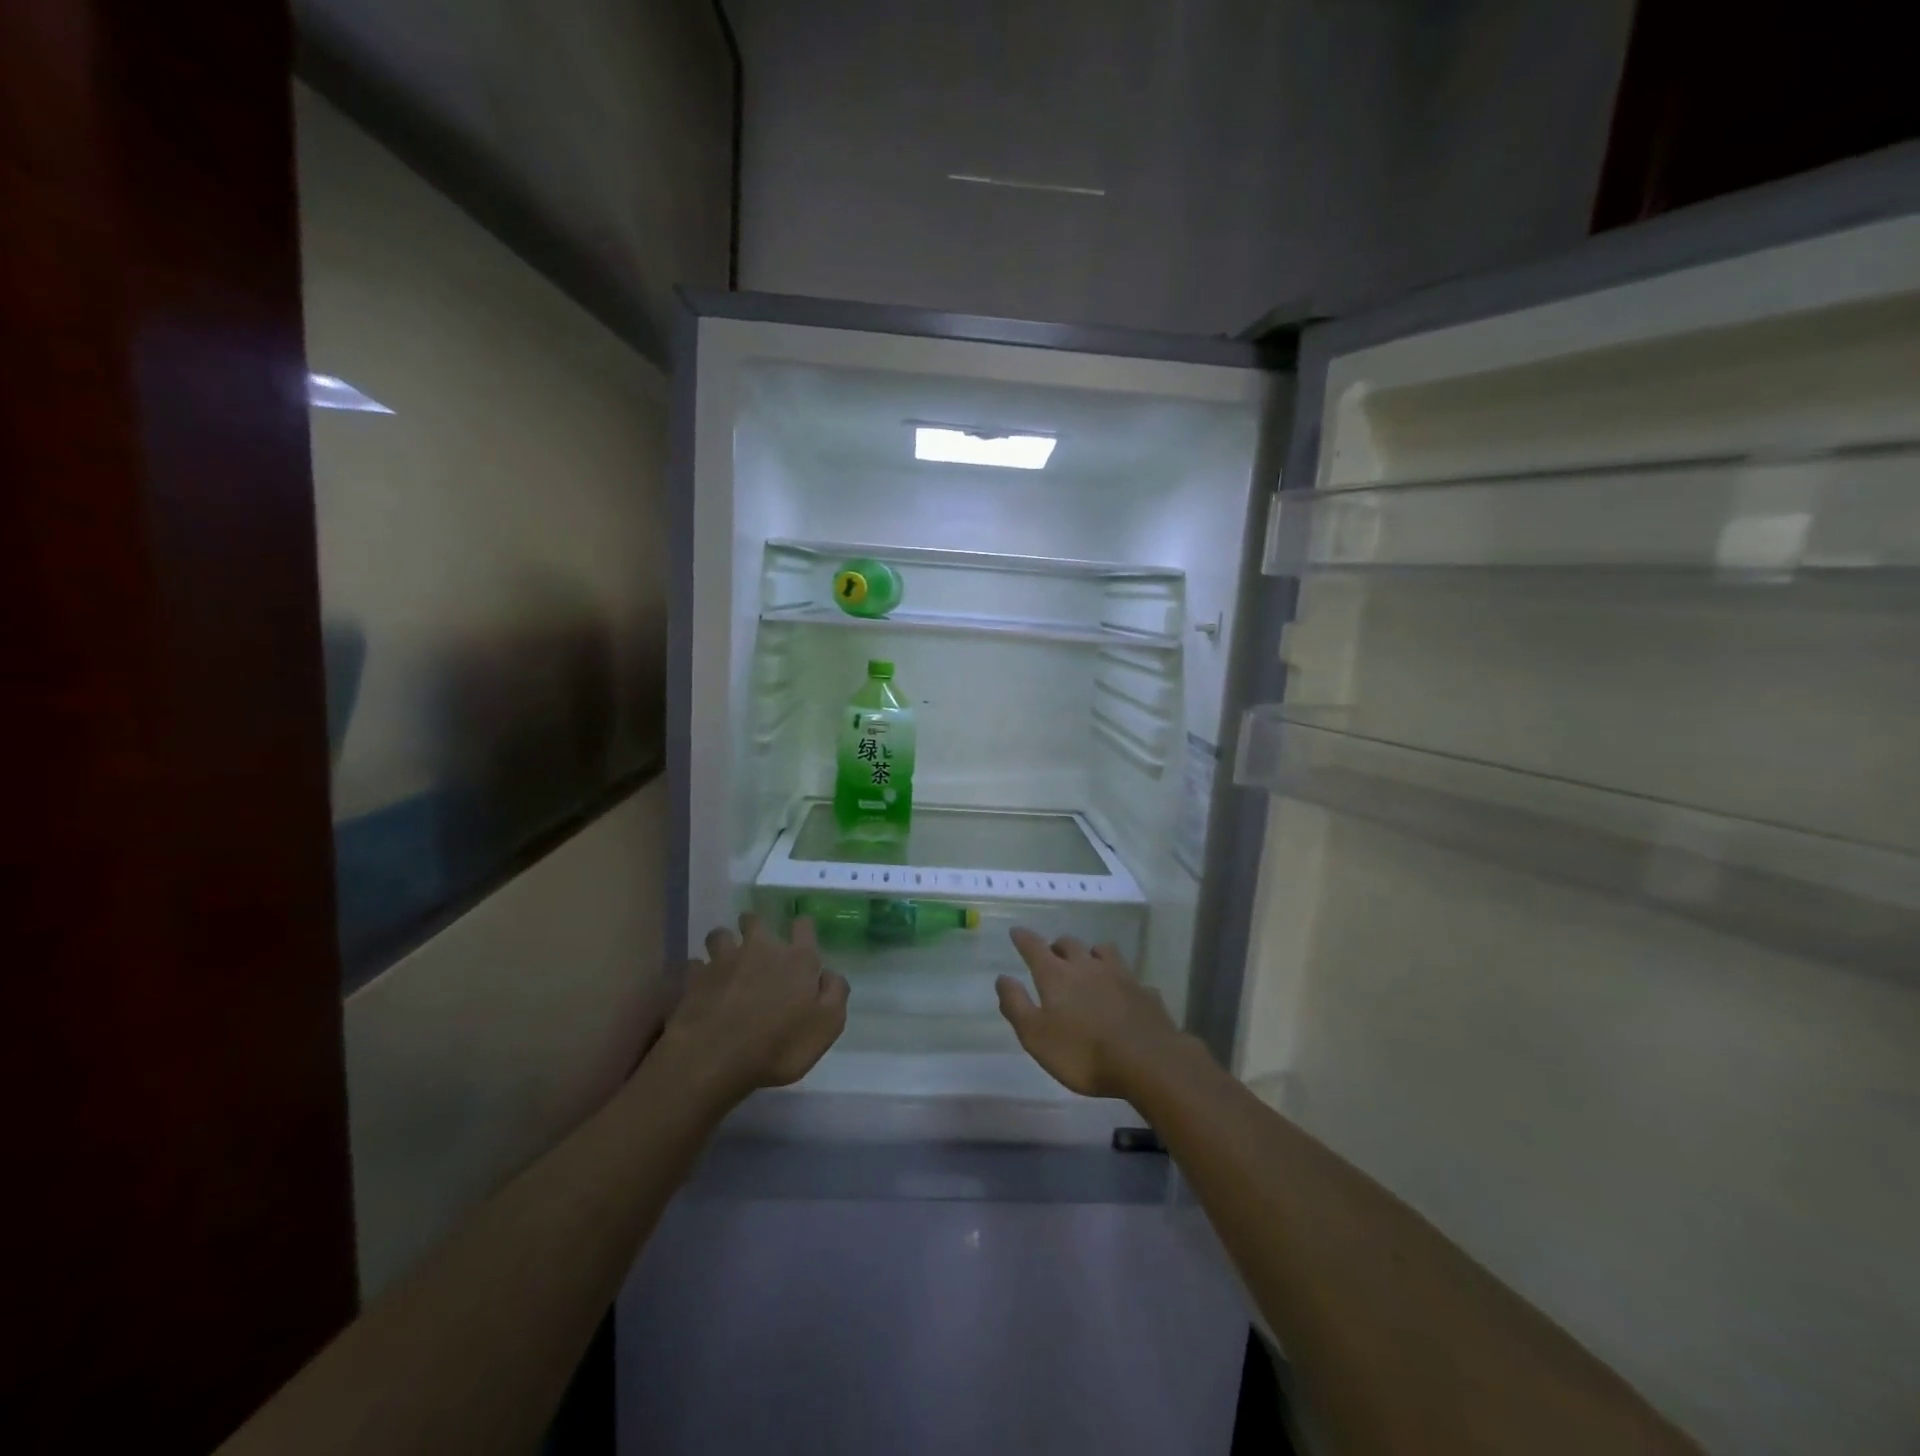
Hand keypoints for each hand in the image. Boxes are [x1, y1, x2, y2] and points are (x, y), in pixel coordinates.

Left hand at [659, 915, 848, 1103]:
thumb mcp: (827, 1026)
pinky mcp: (695, 978)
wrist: (715, 1059)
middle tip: (757, 944)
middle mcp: (760, 949)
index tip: (800, 936)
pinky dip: (698, 972)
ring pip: (720, 935)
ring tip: (726, 960)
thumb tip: (829, 974)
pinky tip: (701, 985)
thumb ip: (835, 993)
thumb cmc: (779, 1045)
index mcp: (797, 958)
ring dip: (724, 943)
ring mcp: (724, 960)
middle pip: (755, 920)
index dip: (802, 928)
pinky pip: (695, 965)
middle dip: (755, 926)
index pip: (803, 925)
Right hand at [995, 929, 1192, 1098]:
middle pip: (1069, 944)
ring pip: (1103, 951)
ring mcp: (1120, 975)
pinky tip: (1123, 993)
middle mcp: (1087, 966)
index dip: (1023, 938)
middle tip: (1052, 955)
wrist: (1148, 1061)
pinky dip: (1121, 980)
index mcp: (1057, 975)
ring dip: (1091, 953)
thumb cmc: (1084, 1053)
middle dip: (1057, 946)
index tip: (1016, 931)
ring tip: (1088, 963)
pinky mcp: (1144, 991)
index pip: (1034, 947)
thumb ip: (1017, 1005)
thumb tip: (1003, 978)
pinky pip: (1130, 977)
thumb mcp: (1036, 1036)